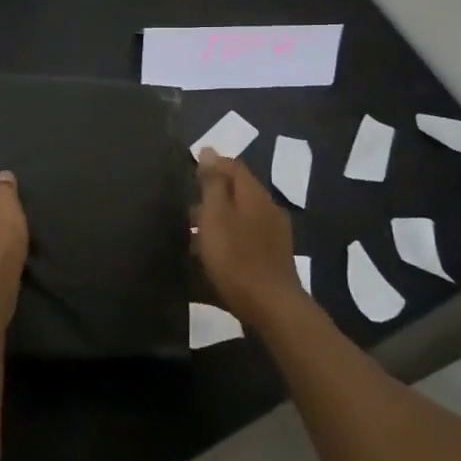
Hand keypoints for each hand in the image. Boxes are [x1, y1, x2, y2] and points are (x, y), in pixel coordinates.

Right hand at [193, 150, 305, 329]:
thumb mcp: (216, 216)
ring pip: (241, 217)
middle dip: (212, 195)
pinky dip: (228, 242)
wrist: (272, 308)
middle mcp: (268, 209)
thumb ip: (213, 183)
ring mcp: (274, 236)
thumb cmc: (237, 258)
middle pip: (238, 192)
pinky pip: (246, 240)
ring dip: (219, 221)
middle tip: (186, 207)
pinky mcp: (273, 260)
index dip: (212, 164)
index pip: (233, 166)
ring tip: (193, 236)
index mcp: (255, 194)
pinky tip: (213, 259)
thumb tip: (209, 151)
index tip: (189, 171)